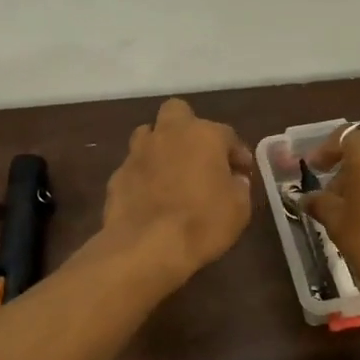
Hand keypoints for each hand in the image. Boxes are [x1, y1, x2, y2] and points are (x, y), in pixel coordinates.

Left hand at [101, 98, 255, 286]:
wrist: (147, 246)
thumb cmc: (203, 223)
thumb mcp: (239, 208)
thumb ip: (239, 187)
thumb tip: (234, 179)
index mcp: (204, 135)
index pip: (227, 135)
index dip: (237, 153)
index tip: (242, 172)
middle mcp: (169, 134)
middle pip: (177, 112)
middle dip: (188, 127)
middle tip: (199, 154)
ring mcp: (138, 152)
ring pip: (149, 134)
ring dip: (161, 146)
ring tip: (171, 172)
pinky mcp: (117, 174)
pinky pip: (135, 166)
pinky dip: (144, 175)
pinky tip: (151, 196)